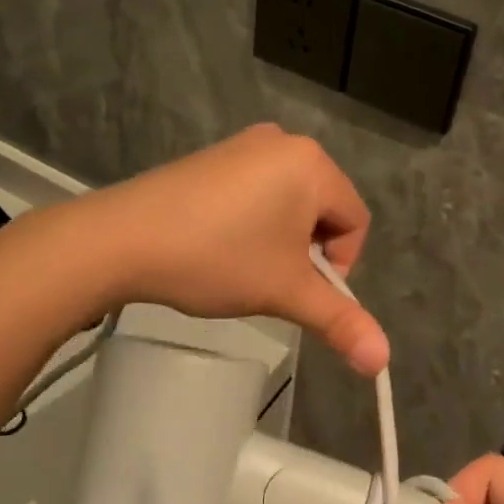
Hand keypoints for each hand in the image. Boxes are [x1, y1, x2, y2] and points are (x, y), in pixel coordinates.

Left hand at [75, 123, 388, 374]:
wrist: (122, 239)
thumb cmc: (217, 258)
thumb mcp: (284, 291)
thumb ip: (339, 322)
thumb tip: (382, 361)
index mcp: (312, 163)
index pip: (355, 221)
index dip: (338, 266)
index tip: (299, 290)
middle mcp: (284, 142)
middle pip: (323, 209)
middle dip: (306, 251)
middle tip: (270, 279)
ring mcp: (244, 145)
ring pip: (288, 203)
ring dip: (279, 240)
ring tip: (243, 265)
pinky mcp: (214, 157)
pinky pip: (256, 191)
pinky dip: (252, 222)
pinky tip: (220, 244)